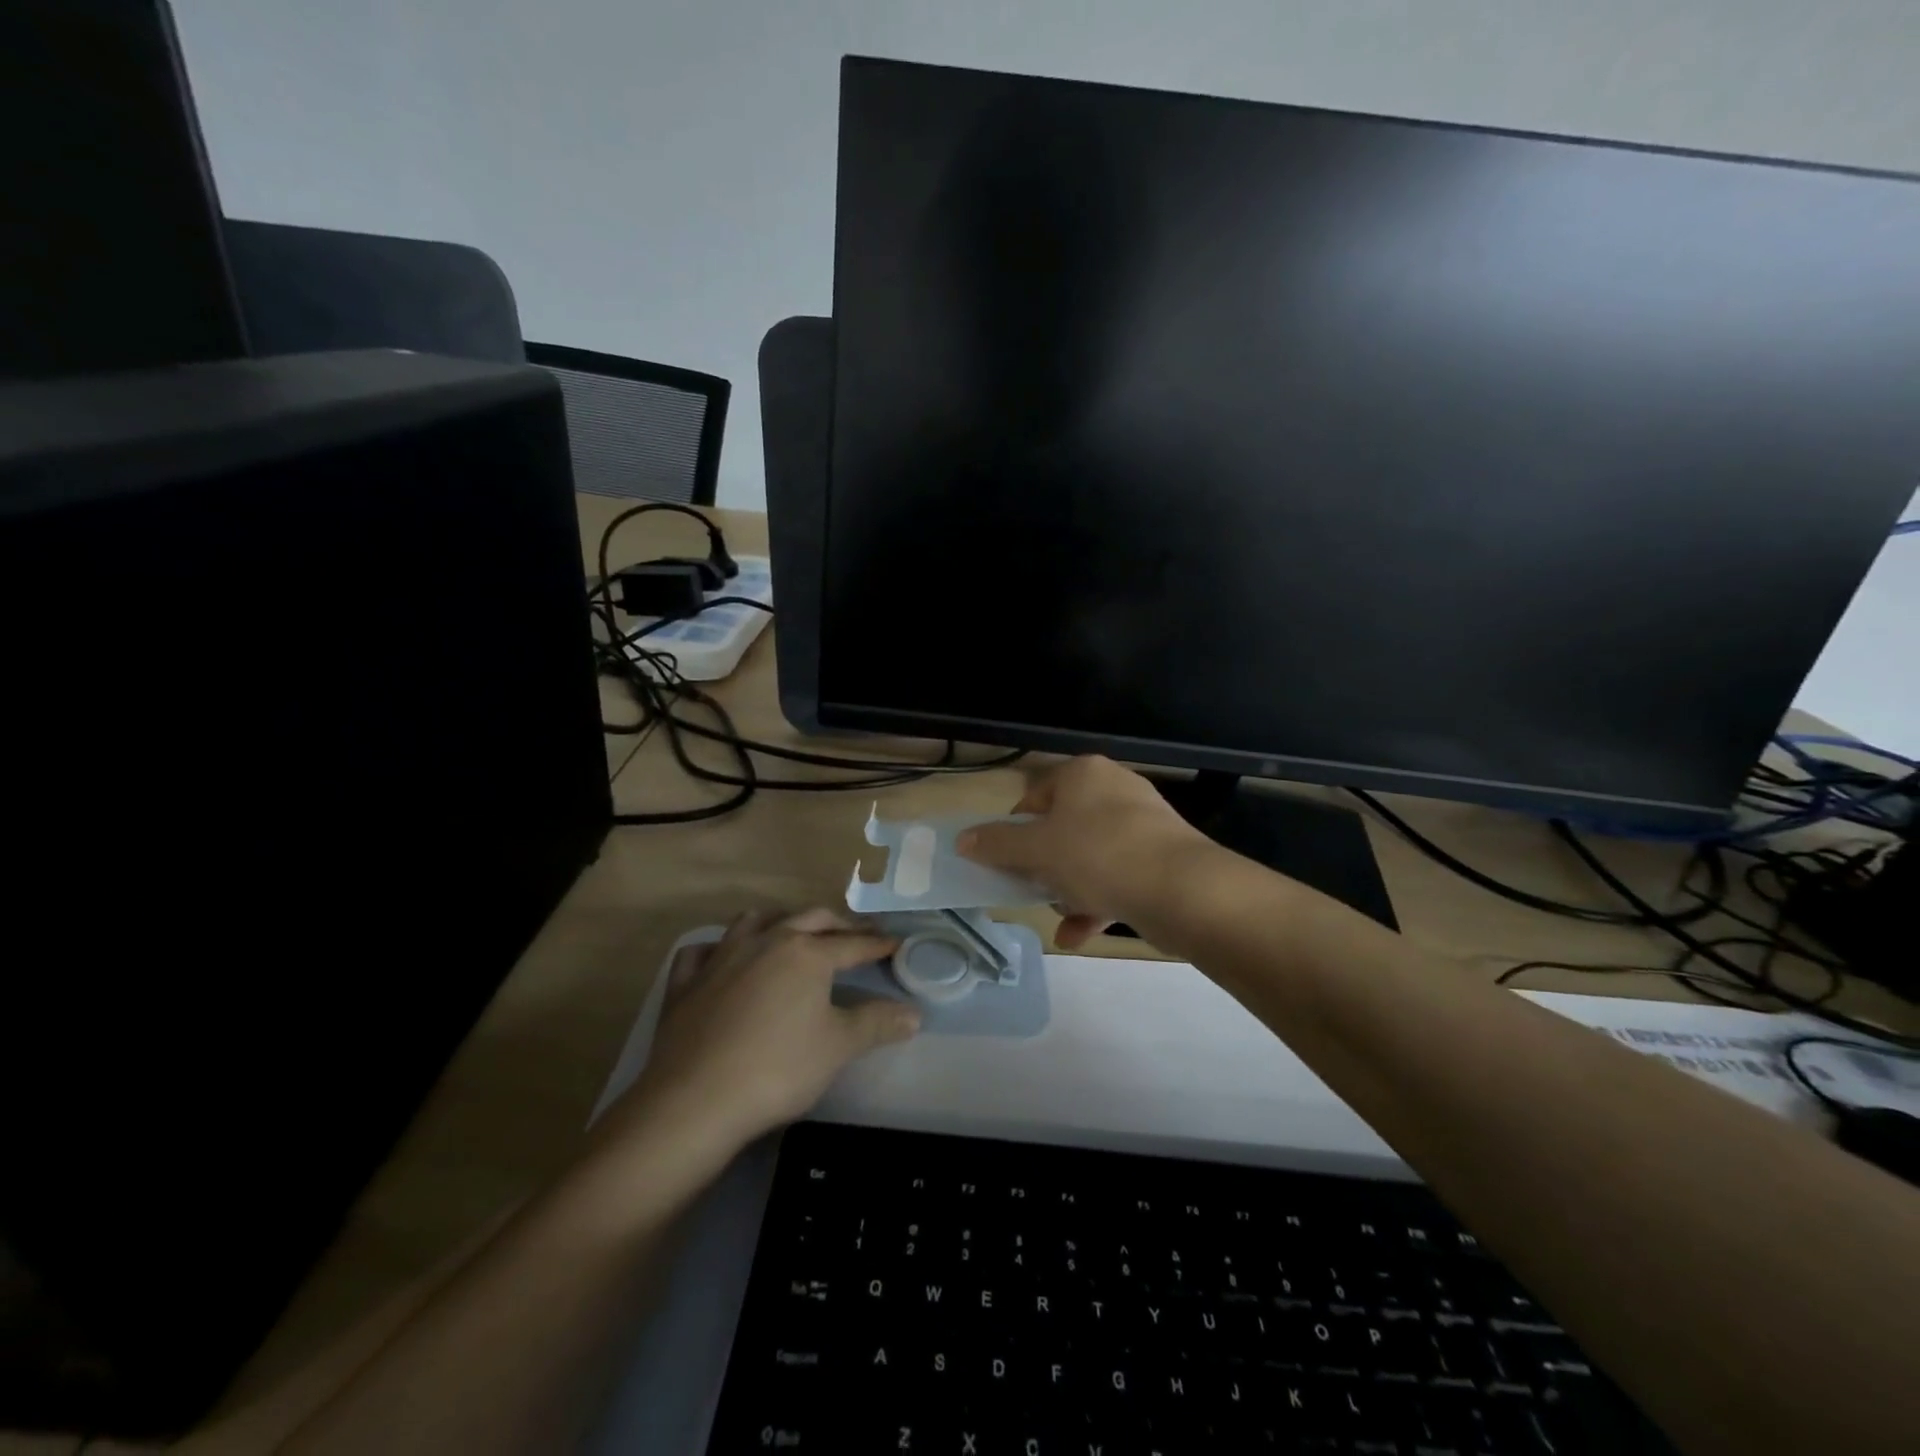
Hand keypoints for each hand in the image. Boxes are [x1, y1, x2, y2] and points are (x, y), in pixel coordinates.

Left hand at [625, 909, 919, 1149]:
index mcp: (807, 954)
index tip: (895, 943)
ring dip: (778, 921)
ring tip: (790, 933)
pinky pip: (701, 951)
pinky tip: (721, 959)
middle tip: (854, 935)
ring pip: (754, 921)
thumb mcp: (838, 1047)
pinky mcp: (687, 982)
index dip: (877, 944)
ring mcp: (722, 957)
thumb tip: (915, 1013)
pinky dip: (716, 949)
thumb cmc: (778, 1069)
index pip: (852, 944)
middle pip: (809, 920)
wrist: (695, 1100)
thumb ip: (877, 1024)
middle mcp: (766, 942)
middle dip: (836, 924)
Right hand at [957, 756, 1208, 947]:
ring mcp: (1143, 823)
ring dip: (1069, 888)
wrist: (1182, 889)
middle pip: (1064, 827)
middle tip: (1031, 888)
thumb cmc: (1097, 855)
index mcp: (1083, 774)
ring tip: (1058, 915)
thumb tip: (963, 839)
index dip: (1016, 828)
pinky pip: (1118, 876)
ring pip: (1091, 855)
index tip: (1008, 859)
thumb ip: (997, 844)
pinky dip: (1097, 902)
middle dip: (1045, 864)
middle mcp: (1115, 789)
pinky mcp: (1162, 856)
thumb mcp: (1037, 850)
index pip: (1036, 795)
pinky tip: (1077, 936)